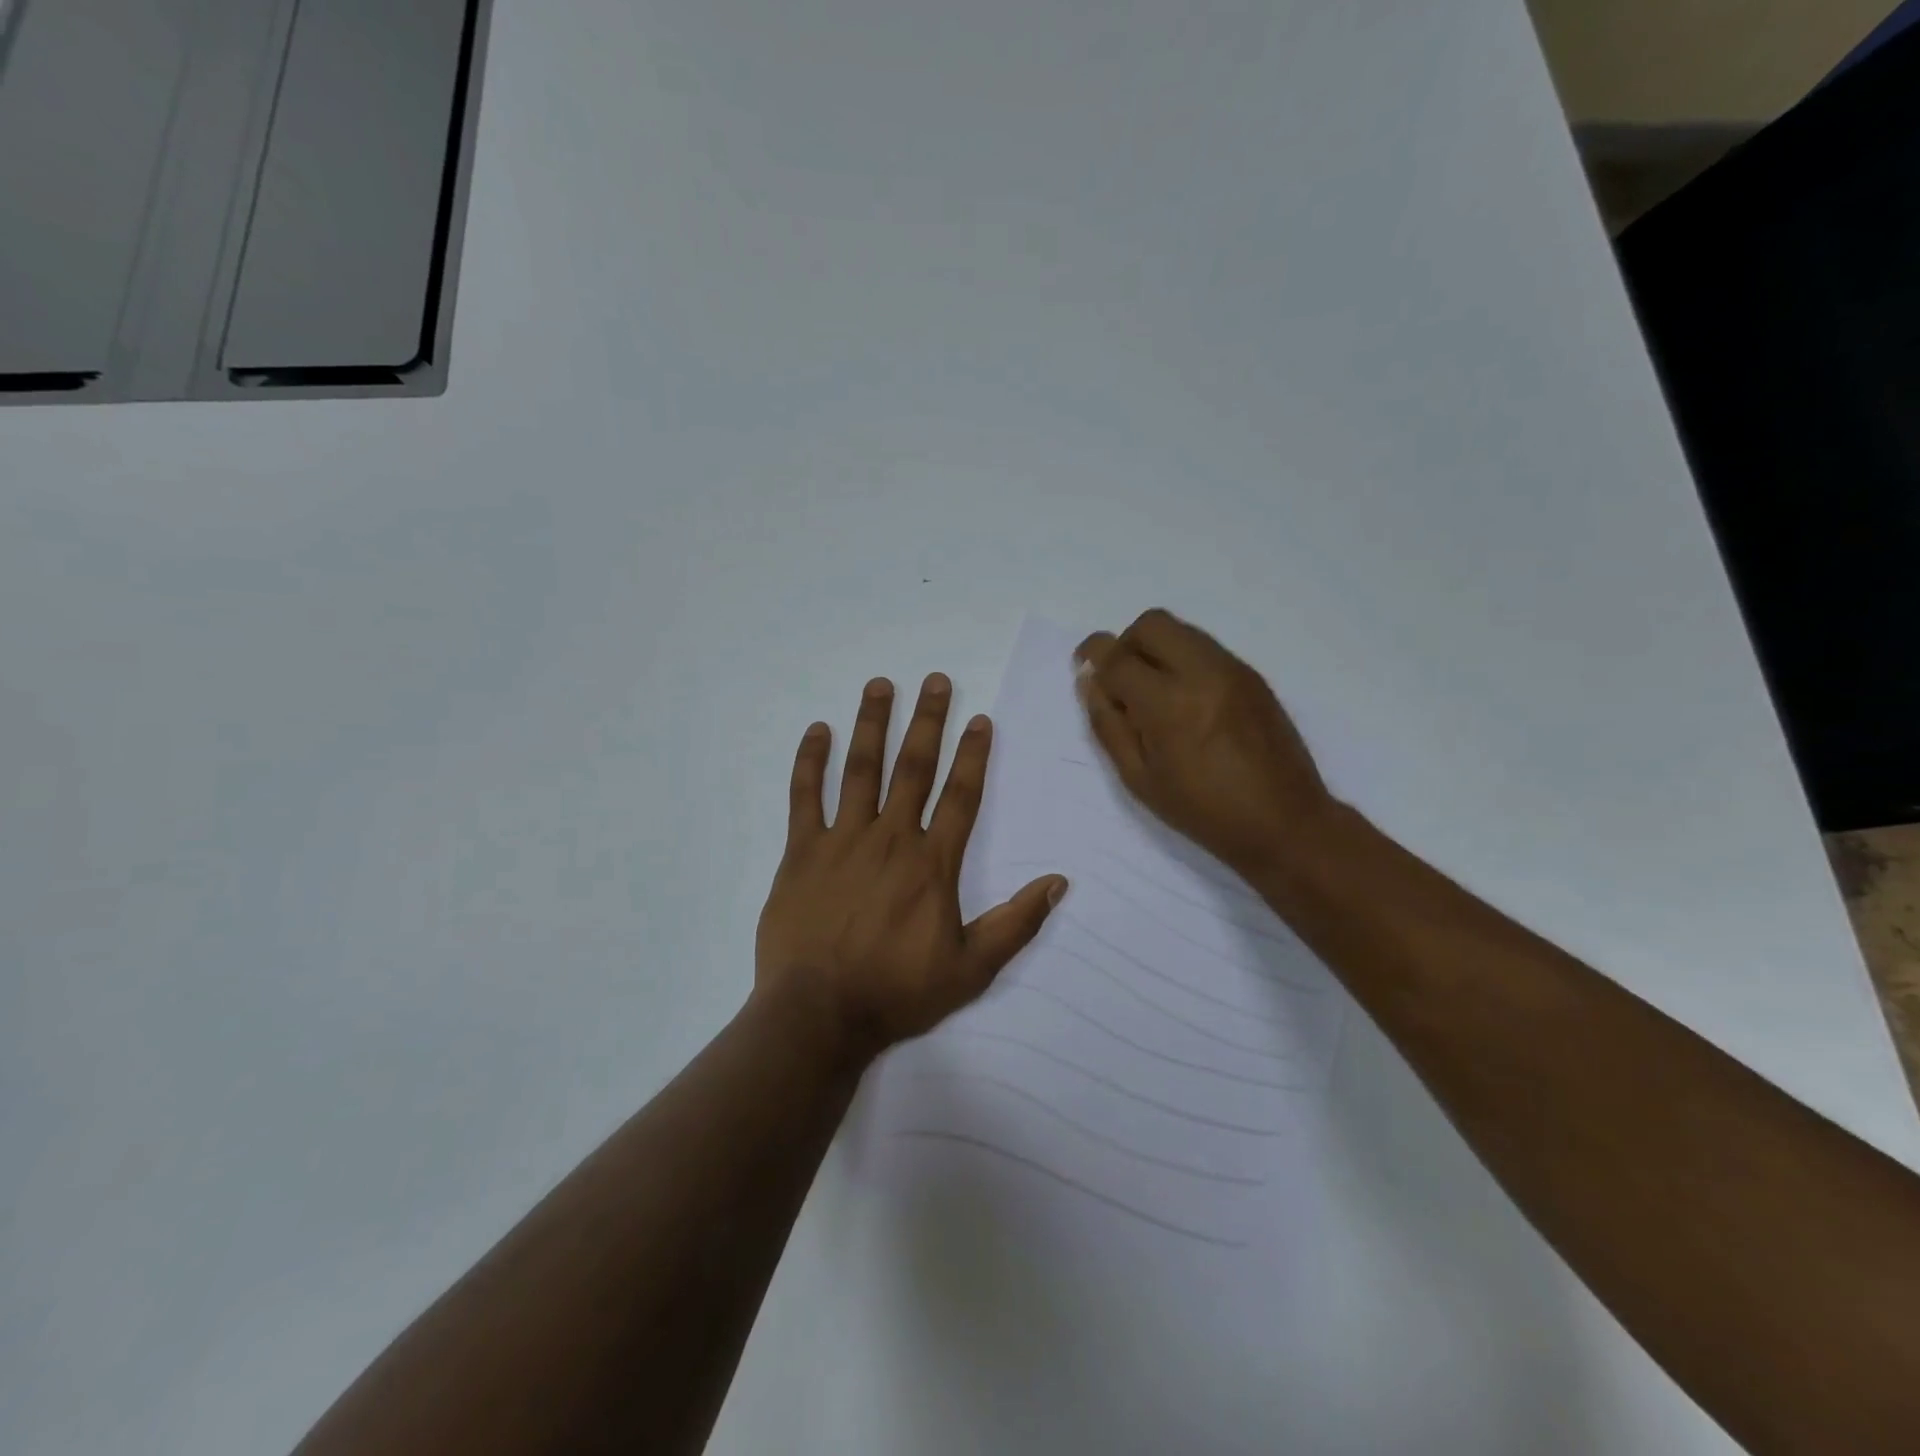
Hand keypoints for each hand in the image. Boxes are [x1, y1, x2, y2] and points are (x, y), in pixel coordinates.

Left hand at [755, 674, 1067, 1061]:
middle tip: (935, 680)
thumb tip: (1059, 881)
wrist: (819, 1014)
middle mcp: (890, 839)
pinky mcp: (802, 852)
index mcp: (932, 864)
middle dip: (927, 721)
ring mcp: (842, 841)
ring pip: (860, 770)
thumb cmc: (897, 992)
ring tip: (880, 685)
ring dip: (872, 725)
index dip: (973, 755)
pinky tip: (816, 730)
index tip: (980, 719)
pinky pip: (805, 797)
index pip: (961, 796)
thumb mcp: (971, 969)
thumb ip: (1016, 923)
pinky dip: (810, 762)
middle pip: (913, 768)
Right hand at [1075, 609, 1335, 878]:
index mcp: (1168, 704)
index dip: (1093, 655)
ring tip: (1154, 693)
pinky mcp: (1252, 676)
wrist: (1284, 822)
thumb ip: (1108, 725)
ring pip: (1182, 630)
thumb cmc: (1202, 810)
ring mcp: (1233, 670)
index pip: (1118, 657)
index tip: (1083, 664)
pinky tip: (1186, 701)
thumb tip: (1090, 681)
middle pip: (1152, 624)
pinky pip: (1205, 648)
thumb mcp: (1139, 778)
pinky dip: (1183, 660)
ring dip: (1156, 649)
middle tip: (1121, 679)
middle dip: (1126, 643)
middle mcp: (1202, 673)